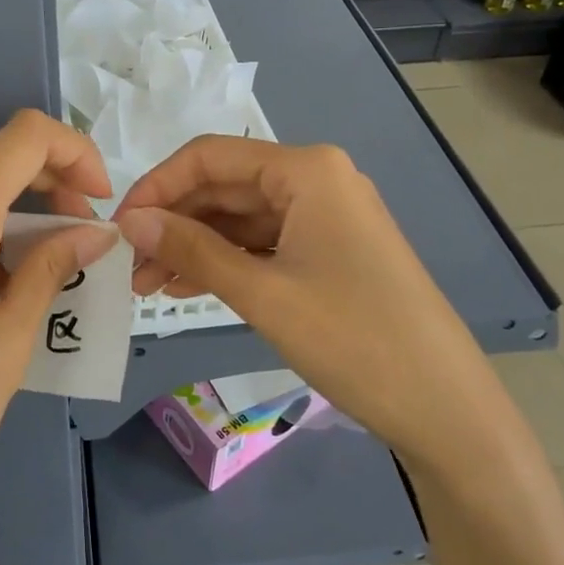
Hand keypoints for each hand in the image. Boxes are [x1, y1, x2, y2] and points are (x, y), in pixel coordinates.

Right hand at [112, 137, 479, 456]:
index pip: (210, 156)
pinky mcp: (330, 249)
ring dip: (195, 245)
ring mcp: (326, 215)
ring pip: (241, 218)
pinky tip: (189, 285)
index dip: (157, 186)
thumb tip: (130, 222)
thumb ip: (192, 250)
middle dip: (174, 223)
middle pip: (225, 186)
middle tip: (129, 268)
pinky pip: (265, 242)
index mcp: (306, 169)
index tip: (118, 228)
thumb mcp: (262, 293)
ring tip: (149, 286)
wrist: (445, 408)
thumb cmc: (353, 339)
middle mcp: (317, 179)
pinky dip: (226, 261)